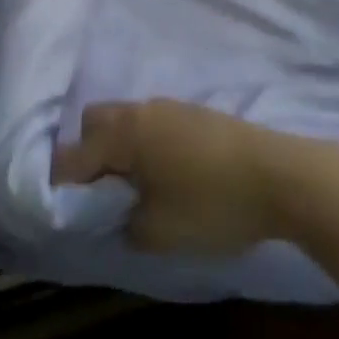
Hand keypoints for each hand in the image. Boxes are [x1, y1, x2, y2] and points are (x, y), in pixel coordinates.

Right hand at [52, 99, 338, 256]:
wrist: (277, 174)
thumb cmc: (211, 203)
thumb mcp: (158, 231)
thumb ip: (123, 222)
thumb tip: (115, 213)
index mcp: (124, 133)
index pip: (72, 155)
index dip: (61, 184)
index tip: (62, 212)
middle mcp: (141, 110)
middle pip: (94, 123)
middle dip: (86, 156)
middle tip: (98, 197)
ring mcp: (169, 106)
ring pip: (125, 120)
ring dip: (117, 148)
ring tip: (130, 190)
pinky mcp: (192, 113)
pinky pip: (149, 123)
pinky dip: (142, 145)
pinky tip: (161, 176)